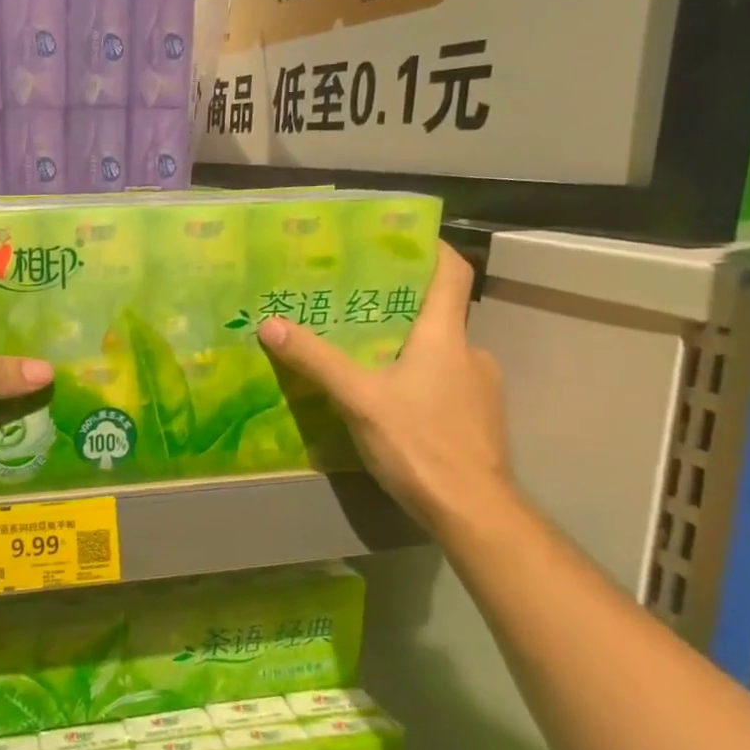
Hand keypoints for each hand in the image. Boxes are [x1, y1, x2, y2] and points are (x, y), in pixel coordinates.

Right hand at [257, 244, 511, 530]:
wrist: (473, 510)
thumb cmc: (419, 442)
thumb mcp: (358, 398)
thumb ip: (315, 360)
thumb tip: (269, 324)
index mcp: (446, 336)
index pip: (452, 273)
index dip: (431, 249)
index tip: (401, 239)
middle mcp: (471, 353)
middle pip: (438, 314)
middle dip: (398, 307)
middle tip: (353, 307)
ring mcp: (480, 389)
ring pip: (440, 354)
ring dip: (406, 349)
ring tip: (362, 357)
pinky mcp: (478, 420)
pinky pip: (444, 385)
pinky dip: (418, 382)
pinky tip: (388, 403)